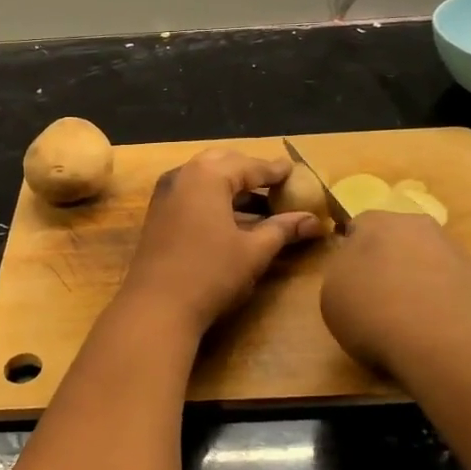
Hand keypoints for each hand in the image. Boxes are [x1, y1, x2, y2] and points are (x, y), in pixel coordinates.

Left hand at [120, 149, 321, 332]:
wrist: (155, 306)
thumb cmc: (210, 273)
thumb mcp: (253, 251)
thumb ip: (283, 229)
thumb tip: (315, 221)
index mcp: (208, 175)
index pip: (249, 166)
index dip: (274, 171)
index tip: (294, 171)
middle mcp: (183, 175)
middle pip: (223, 163)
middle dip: (250, 172)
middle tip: (275, 184)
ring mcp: (165, 193)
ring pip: (204, 177)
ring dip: (231, 186)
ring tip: (259, 202)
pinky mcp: (157, 213)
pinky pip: (191, 193)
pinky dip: (213, 197)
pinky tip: (230, 217)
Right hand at [320, 211, 470, 386]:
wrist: (447, 340)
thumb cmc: (374, 310)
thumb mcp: (331, 296)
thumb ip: (341, 275)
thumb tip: (355, 273)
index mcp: (375, 221)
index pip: (357, 226)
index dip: (350, 253)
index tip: (347, 282)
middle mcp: (417, 226)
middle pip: (396, 241)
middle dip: (387, 264)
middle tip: (375, 300)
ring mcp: (454, 253)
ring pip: (425, 264)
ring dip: (416, 285)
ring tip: (405, 323)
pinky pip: (448, 290)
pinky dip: (439, 306)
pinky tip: (432, 333)